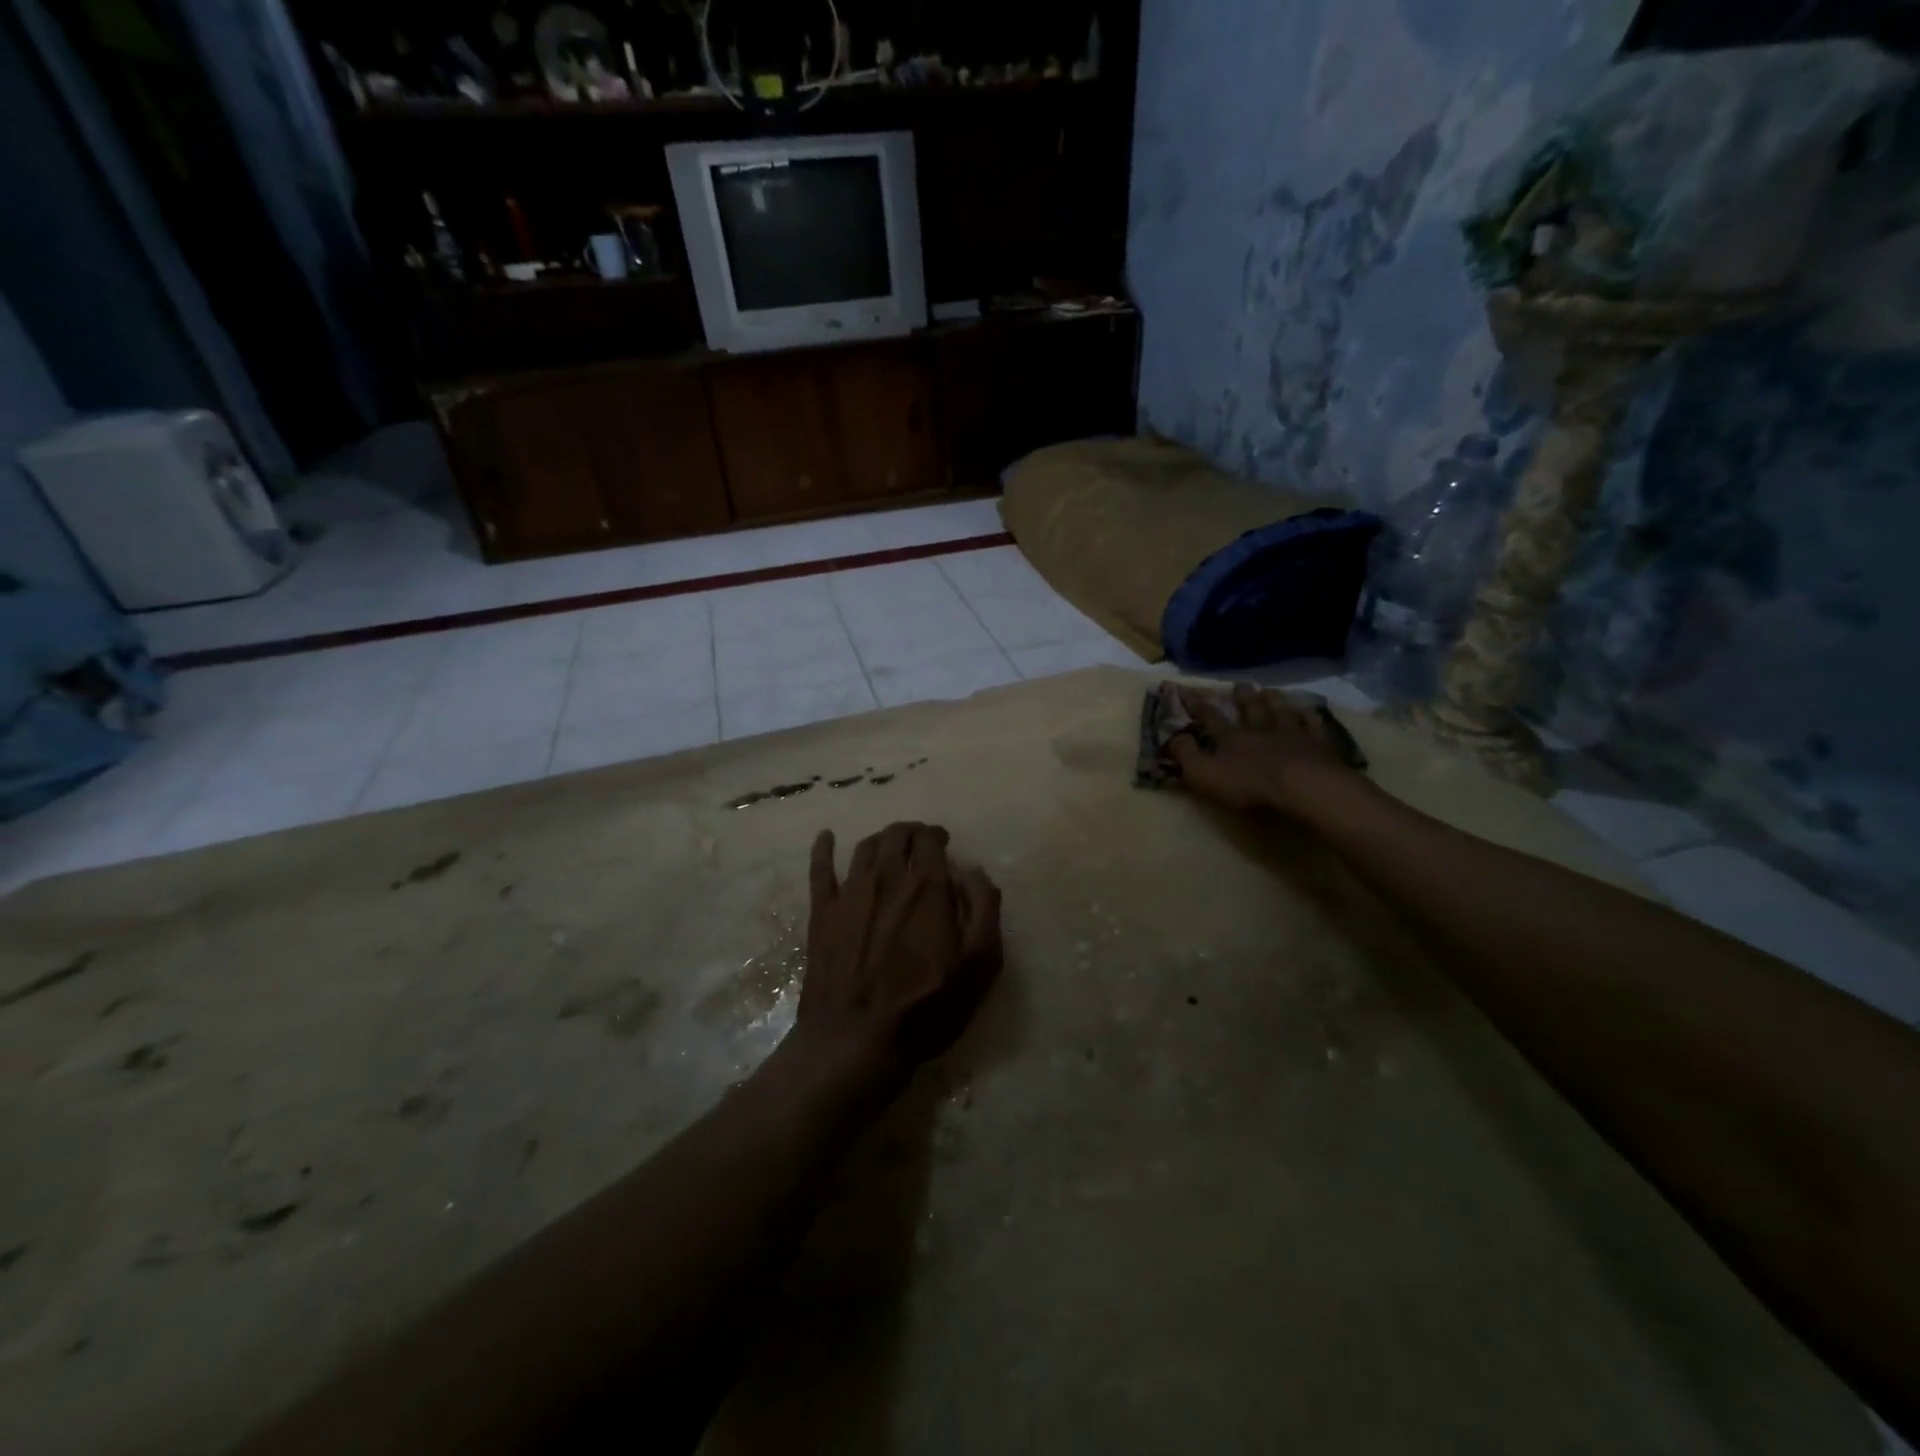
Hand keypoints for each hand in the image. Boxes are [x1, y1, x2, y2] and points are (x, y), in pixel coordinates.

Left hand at [791, 822, 1002, 1095]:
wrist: (855, 1041)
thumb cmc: (926, 1007)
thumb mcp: (979, 964)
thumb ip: (983, 908)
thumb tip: (971, 870)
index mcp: (926, 888)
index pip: (929, 840)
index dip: (937, 836)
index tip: (943, 843)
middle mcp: (887, 878)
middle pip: (896, 836)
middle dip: (911, 832)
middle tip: (919, 842)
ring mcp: (849, 894)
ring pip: (864, 848)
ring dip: (881, 839)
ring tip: (889, 844)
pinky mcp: (821, 914)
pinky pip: (819, 870)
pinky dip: (823, 849)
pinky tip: (825, 837)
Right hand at [1168, 682, 1357, 815]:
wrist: (1303, 788)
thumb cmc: (1248, 784)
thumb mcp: (1203, 774)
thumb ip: (1185, 755)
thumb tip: (1173, 737)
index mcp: (1231, 738)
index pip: (1210, 717)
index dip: (1196, 704)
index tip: (1184, 688)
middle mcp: (1261, 730)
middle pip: (1251, 709)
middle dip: (1243, 697)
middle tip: (1240, 684)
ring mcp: (1293, 735)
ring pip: (1282, 713)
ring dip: (1275, 701)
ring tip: (1271, 691)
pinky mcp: (1320, 746)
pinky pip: (1314, 727)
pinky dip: (1311, 717)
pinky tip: (1310, 711)